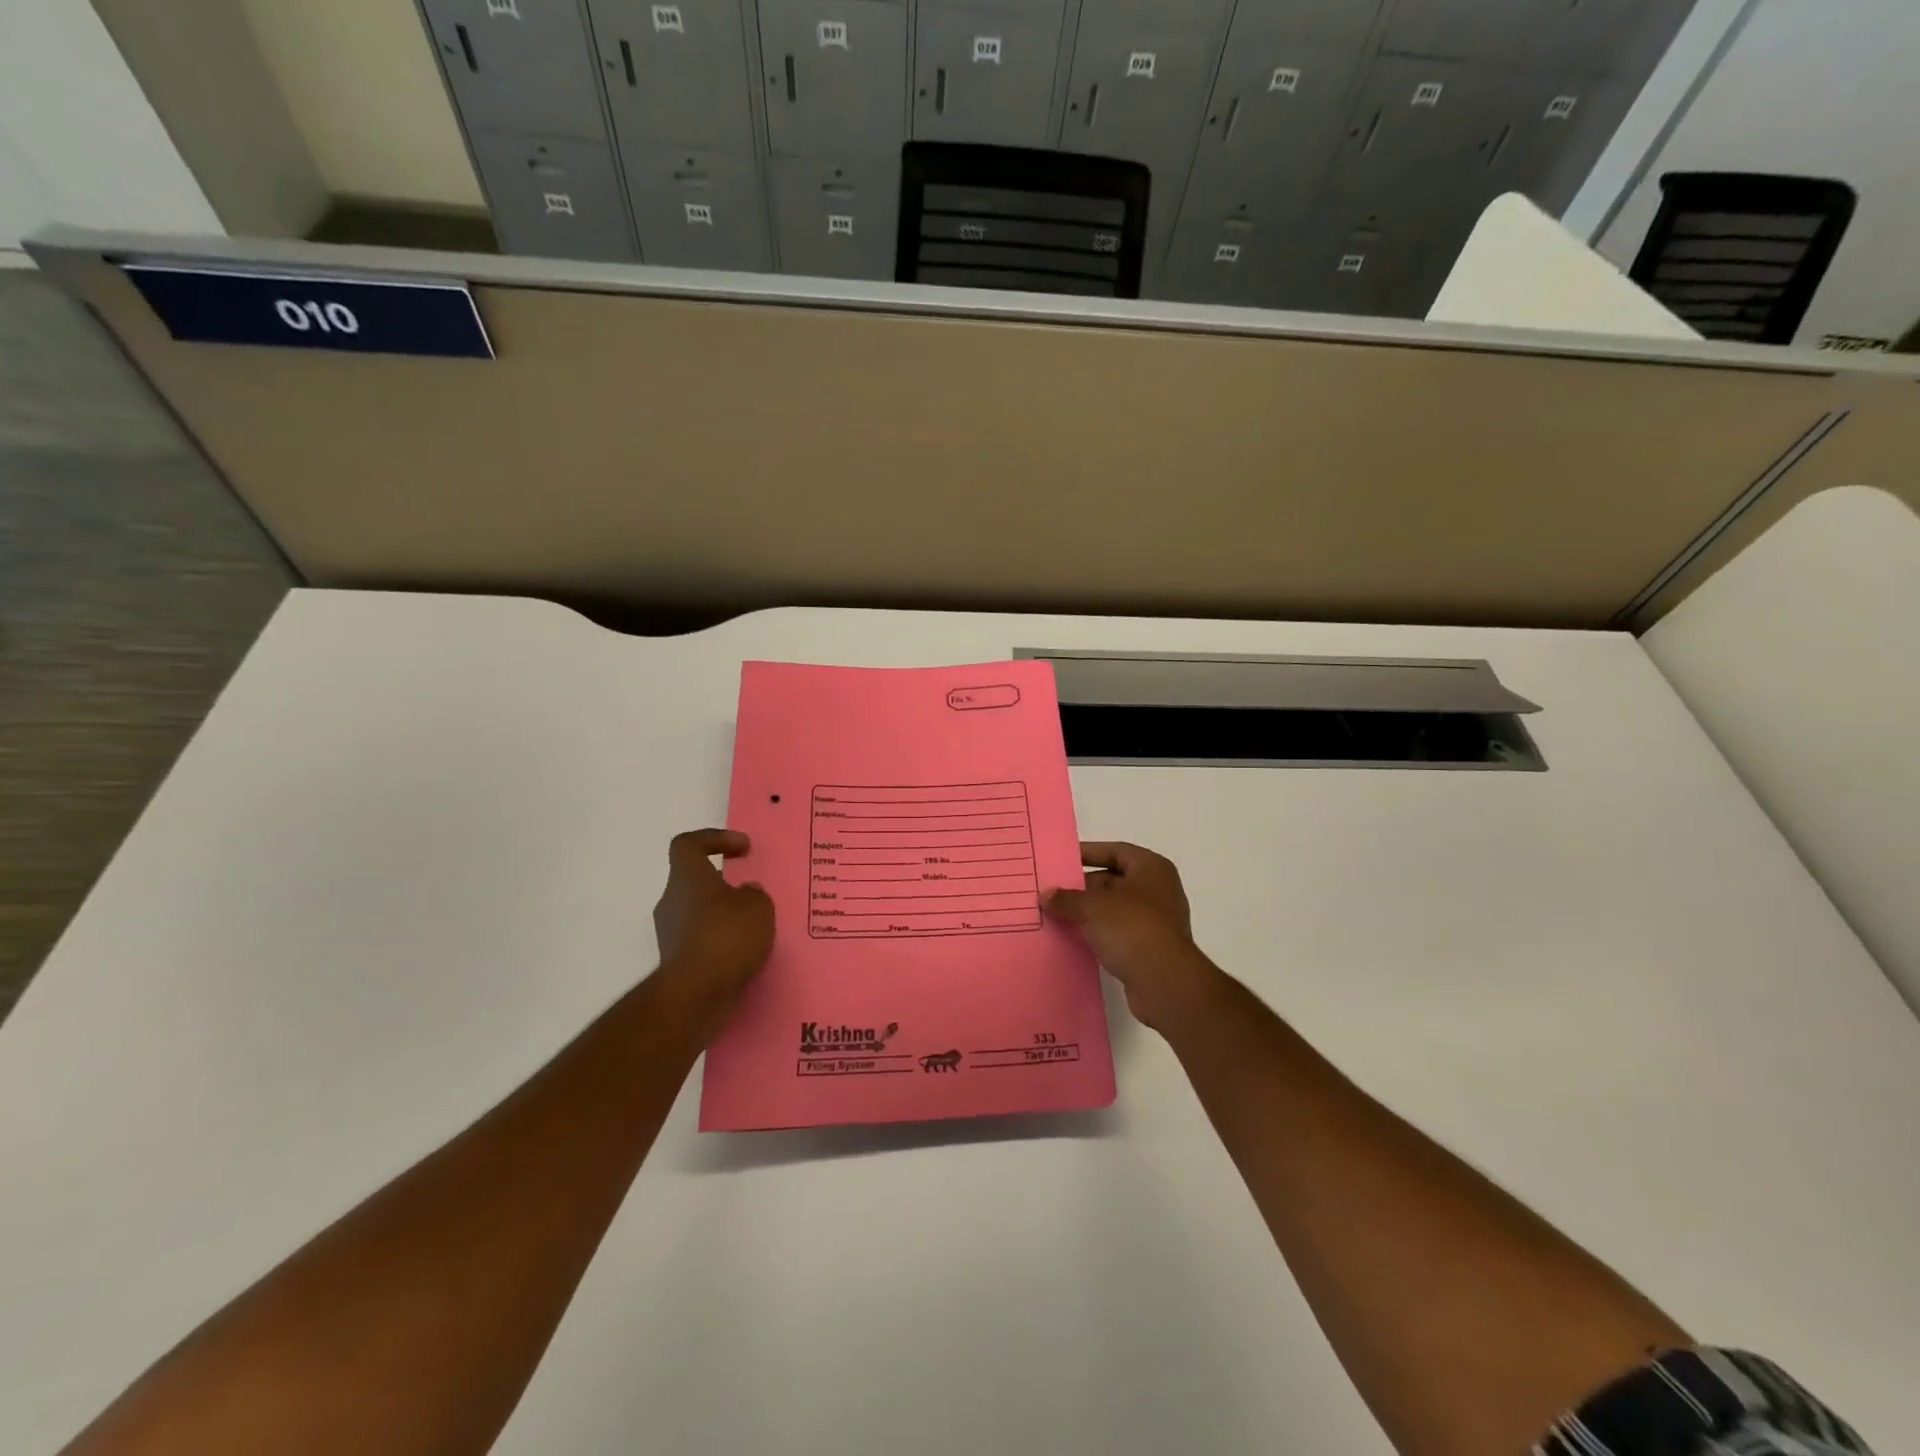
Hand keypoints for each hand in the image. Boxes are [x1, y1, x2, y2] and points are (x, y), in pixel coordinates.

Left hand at [651, 829, 774, 1037]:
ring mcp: (669, 933)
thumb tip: (746, 893)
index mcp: (688, 877)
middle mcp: (671, 900)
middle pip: (695, 880)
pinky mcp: (674, 962)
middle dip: (723, 884)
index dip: (714, 839)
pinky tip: (744, 953)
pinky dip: (720, 942)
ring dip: (723, 915)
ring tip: (754, 927)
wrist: (695, 995)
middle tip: (752, 893)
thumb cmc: (727, 936)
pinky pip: (700, 940)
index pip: (688, 844)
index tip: (743, 848)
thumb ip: (754, 894)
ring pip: (698, 912)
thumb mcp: (759, 907)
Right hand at [1043, 842, 1222, 1030]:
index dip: (1087, 853)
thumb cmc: (1132, 929)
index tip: (1060, 859)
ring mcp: (1155, 921)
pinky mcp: (1148, 948)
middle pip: (1113, 880)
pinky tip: (1071, 938)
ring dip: (1087, 913)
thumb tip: (1046, 895)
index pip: (1115, 851)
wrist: (1165, 983)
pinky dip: (1096, 934)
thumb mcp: (1093, 907)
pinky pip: (1116, 933)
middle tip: (1051, 891)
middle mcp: (1157, 890)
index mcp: (1151, 869)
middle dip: (1082, 886)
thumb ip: (1067, 898)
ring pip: (1113, 909)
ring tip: (1054, 914)